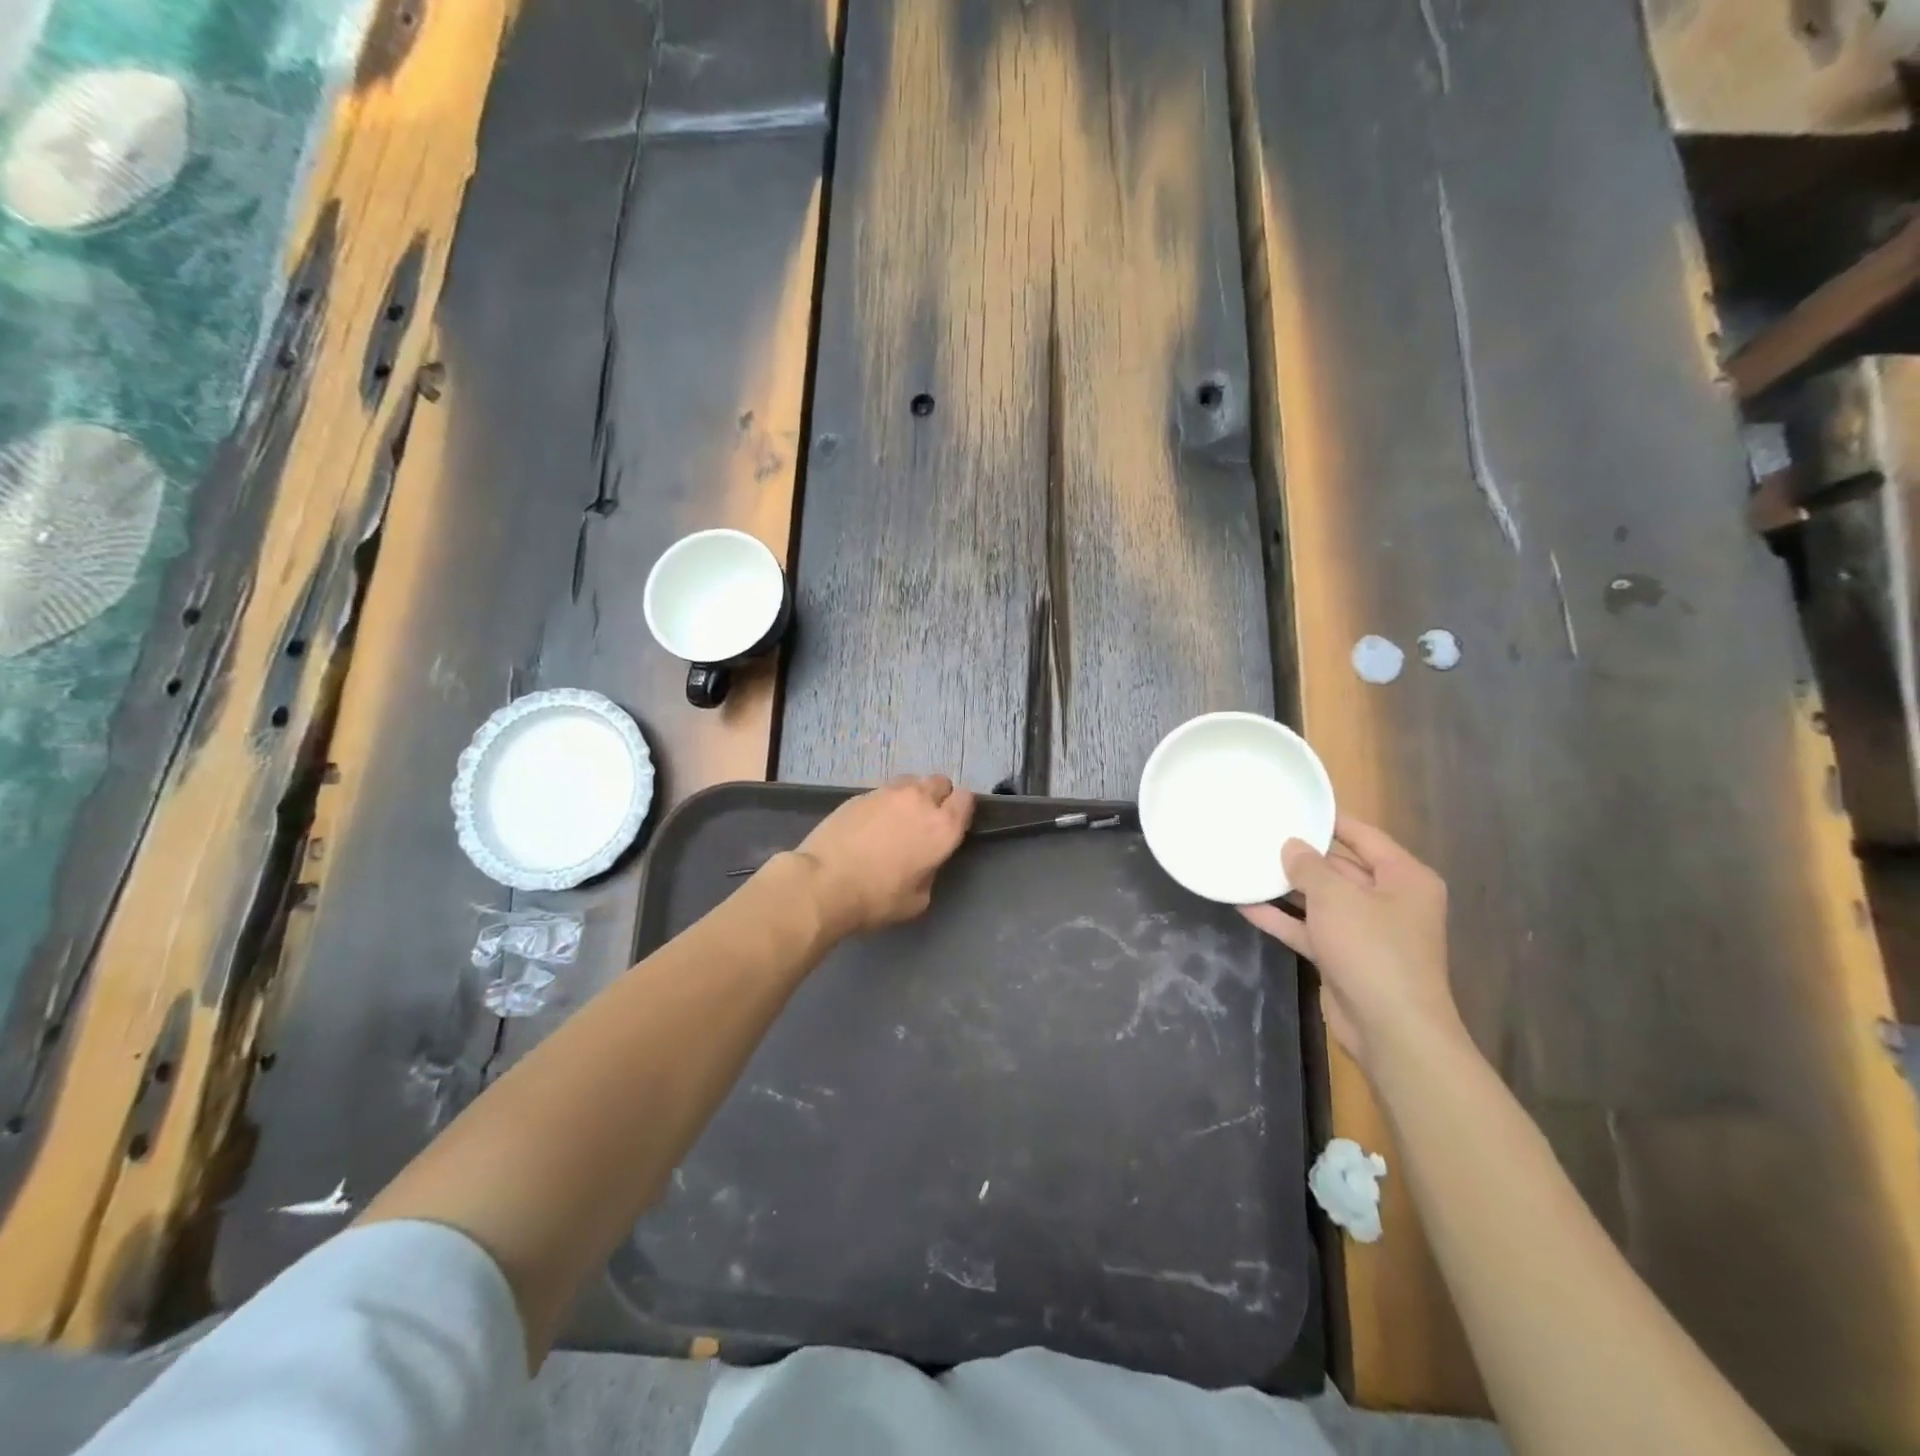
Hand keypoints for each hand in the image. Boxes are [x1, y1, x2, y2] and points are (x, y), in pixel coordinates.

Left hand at [792, 774, 975, 937]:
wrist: (824, 882)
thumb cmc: (877, 898)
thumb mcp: (918, 899)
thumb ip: (930, 870)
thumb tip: (924, 859)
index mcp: (943, 827)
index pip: (966, 799)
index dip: (960, 810)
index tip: (951, 825)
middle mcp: (920, 801)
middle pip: (940, 782)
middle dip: (938, 797)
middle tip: (924, 822)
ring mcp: (888, 793)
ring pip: (911, 782)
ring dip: (911, 796)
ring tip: (897, 818)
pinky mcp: (860, 794)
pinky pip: (883, 792)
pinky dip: (884, 803)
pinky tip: (871, 824)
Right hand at [1240, 815, 1461, 1075]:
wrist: (1391, 1029)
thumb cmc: (1372, 949)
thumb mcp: (1336, 897)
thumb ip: (1309, 867)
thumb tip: (1291, 845)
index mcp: (1404, 878)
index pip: (1364, 836)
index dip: (1329, 819)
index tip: (1294, 802)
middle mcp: (1389, 900)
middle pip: (1340, 867)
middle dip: (1302, 855)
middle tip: (1260, 833)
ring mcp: (1366, 931)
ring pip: (1322, 900)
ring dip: (1287, 888)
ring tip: (1248, 864)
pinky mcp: (1345, 957)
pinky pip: (1310, 929)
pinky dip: (1283, 919)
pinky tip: (1245, 905)